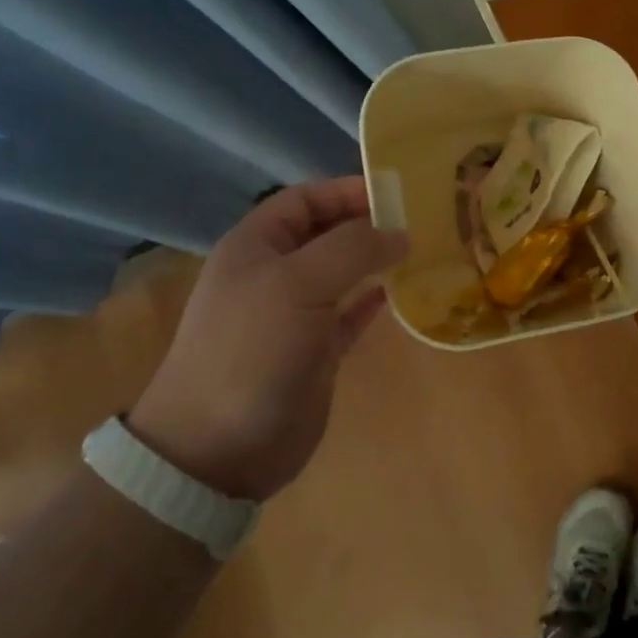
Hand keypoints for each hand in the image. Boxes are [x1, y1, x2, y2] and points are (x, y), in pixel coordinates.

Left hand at [127, 178, 407, 501]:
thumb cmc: (252, 348)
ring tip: (419, 250)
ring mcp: (295, 315)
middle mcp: (274, 275)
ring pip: (342, 273)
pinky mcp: (314, 352)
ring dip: (375, 260)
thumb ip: (353, 247)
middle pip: (326, 233)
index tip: (394, 192)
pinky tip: (402, 291)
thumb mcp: (299, 283)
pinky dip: (374, 300)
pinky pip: (350, 314)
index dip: (345, 190)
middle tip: (418, 220)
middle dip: (366, 223)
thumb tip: (400, 233)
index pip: (304, 199)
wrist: (218, 447)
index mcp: (256, 247)